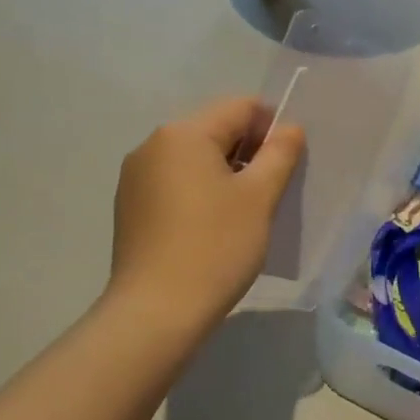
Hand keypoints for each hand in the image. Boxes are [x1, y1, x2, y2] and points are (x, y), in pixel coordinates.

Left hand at [108, 96, 304, 333]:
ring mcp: (135, 177)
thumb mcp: (259, 197)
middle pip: (215, 130)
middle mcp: (153, 144)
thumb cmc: (215, 246)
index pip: (240, 107)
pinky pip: (175, 182)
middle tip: (273, 189)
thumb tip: (290, 128)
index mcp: (183, 133)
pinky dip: (201, 192)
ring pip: (194, 158)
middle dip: (249, 151)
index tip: (289, 161)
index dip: (272, 126)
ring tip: (246, 212)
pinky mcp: (130, 206)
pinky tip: (214, 226)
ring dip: (226, 173)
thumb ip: (279, 153)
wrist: (156, 312)